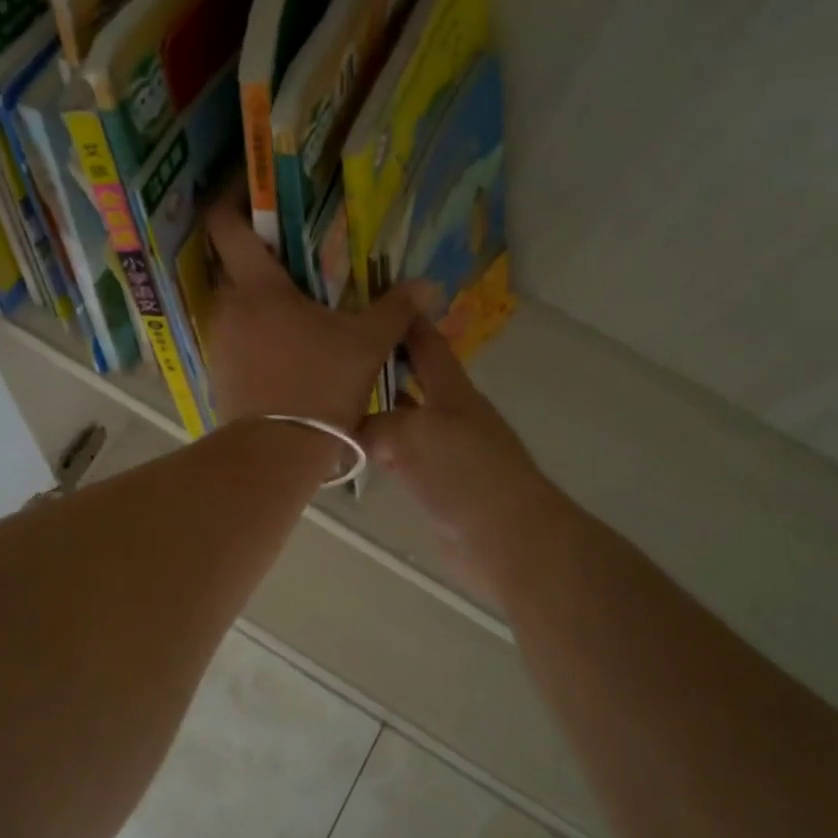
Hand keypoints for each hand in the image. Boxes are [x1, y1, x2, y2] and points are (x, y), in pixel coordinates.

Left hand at [203, 197, 429, 431]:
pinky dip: (256, 327)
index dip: (233, 196)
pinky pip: (236, 333)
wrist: (275, 453)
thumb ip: (396, 308)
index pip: (225, 224)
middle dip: (257, 249)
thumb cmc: (319, 386)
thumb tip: (429, 284)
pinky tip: (286, 342)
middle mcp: (227, 306)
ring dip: (259, 293)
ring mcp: (219, 340)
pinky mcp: (219, 370)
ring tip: (297, 298)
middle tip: (294, 246)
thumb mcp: (366, 344)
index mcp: (257, 287)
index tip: (253, 185)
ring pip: (235, 300)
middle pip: (231, 261)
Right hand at [359, 318, 567, 601]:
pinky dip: (375, 449)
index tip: (371, 300)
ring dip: (372, 408)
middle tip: (334, 354)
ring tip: (330, 400)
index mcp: (452, 390)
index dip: (404, 320)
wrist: (508, 538)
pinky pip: (399, 456)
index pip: (426, 343)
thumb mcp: (412, 434)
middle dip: (378, 364)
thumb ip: (374, 424)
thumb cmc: (466, 473)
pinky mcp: (437, 484)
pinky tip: (350, 451)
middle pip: (411, 379)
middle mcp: (449, 414)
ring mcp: (444, 450)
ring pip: (401, 418)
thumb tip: (345, 431)